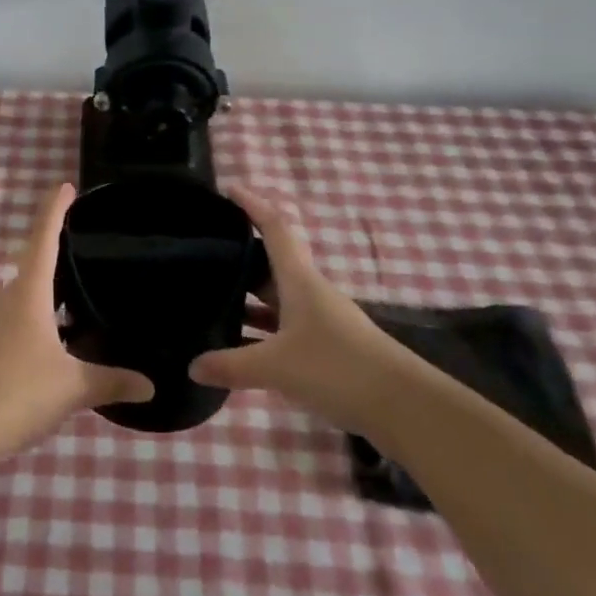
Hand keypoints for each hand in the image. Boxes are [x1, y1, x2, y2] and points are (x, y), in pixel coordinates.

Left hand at [0, 183, 154, 462]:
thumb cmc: (18, 392)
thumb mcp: (72, 387)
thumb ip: (111, 381)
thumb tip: (151, 384)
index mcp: (27, 293)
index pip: (43, 238)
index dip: (54, 210)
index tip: (65, 186)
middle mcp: (6, 299)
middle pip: (32, 263)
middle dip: (54, 249)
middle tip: (83, 242)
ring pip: (24, 293)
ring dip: (46, 287)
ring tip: (76, 290)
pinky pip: (17, 317)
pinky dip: (39, 315)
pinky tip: (56, 336)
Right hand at [189, 185, 411, 432]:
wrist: (403, 406)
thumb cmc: (337, 368)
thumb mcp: (277, 367)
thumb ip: (231, 365)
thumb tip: (192, 365)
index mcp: (299, 279)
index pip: (273, 227)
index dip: (252, 204)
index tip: (227, 189)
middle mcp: (309, 291)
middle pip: (270, 262)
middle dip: (240, 254)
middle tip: (204, 252)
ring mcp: (320, 319)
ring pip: (276, 297)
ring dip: (249, 295)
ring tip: (211, 296)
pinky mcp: (327, 347)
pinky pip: (284, 327)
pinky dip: (261, 329)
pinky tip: (240, 346)